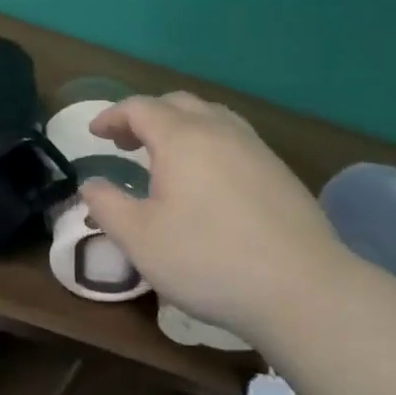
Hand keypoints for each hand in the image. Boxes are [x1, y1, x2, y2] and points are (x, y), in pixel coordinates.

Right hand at [79, 92, 357, 345]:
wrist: (304, 291)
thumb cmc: (209, 259)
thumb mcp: (139, 239)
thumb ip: (106, 205)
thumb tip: (91, 184)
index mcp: (182, 138)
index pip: (140, 108)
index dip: (112, 116)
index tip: (94, 134)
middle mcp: (220, 132)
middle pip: (177, 103)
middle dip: (145, 116)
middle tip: (125, 142)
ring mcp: (256, 150)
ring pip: (212, 117)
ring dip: (180, 126)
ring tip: (165, 156)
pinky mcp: (280, 174)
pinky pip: (235, 140)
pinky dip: (208, 143)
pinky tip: (207, 180)